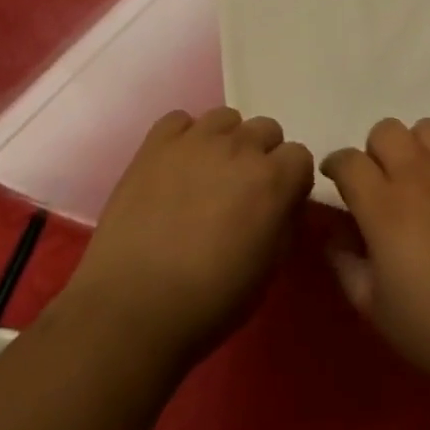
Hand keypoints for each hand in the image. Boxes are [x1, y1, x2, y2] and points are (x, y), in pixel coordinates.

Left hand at [60, 107, 313, 362]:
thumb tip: (284, 205)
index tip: (277, 205)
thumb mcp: (268, 271)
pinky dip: (183, 137)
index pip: (300, 155)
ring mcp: (196, 140)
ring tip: (207, 176)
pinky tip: (175, 167)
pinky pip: (179, 120)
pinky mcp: (156, 144)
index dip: (290, 181)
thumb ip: (284, 224)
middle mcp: (241, 147)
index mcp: (273, 179)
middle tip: (241, 193)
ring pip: (226, 118)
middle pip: (266, 129)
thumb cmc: (208, 302)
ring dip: (226, 142)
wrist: (129, 311)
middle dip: (261, 157)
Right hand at [321, 119, 429, 408]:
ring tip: (417, 180)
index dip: (336, 165)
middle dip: (373, 152)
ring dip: (411, 148)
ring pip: (424, 128)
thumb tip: (335, 232)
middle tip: (379, 184)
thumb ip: (345, 262)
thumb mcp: (373, 308)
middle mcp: (420, 176)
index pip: (349, 160)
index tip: (336, 180)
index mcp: (385, 209)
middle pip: (385, 130)